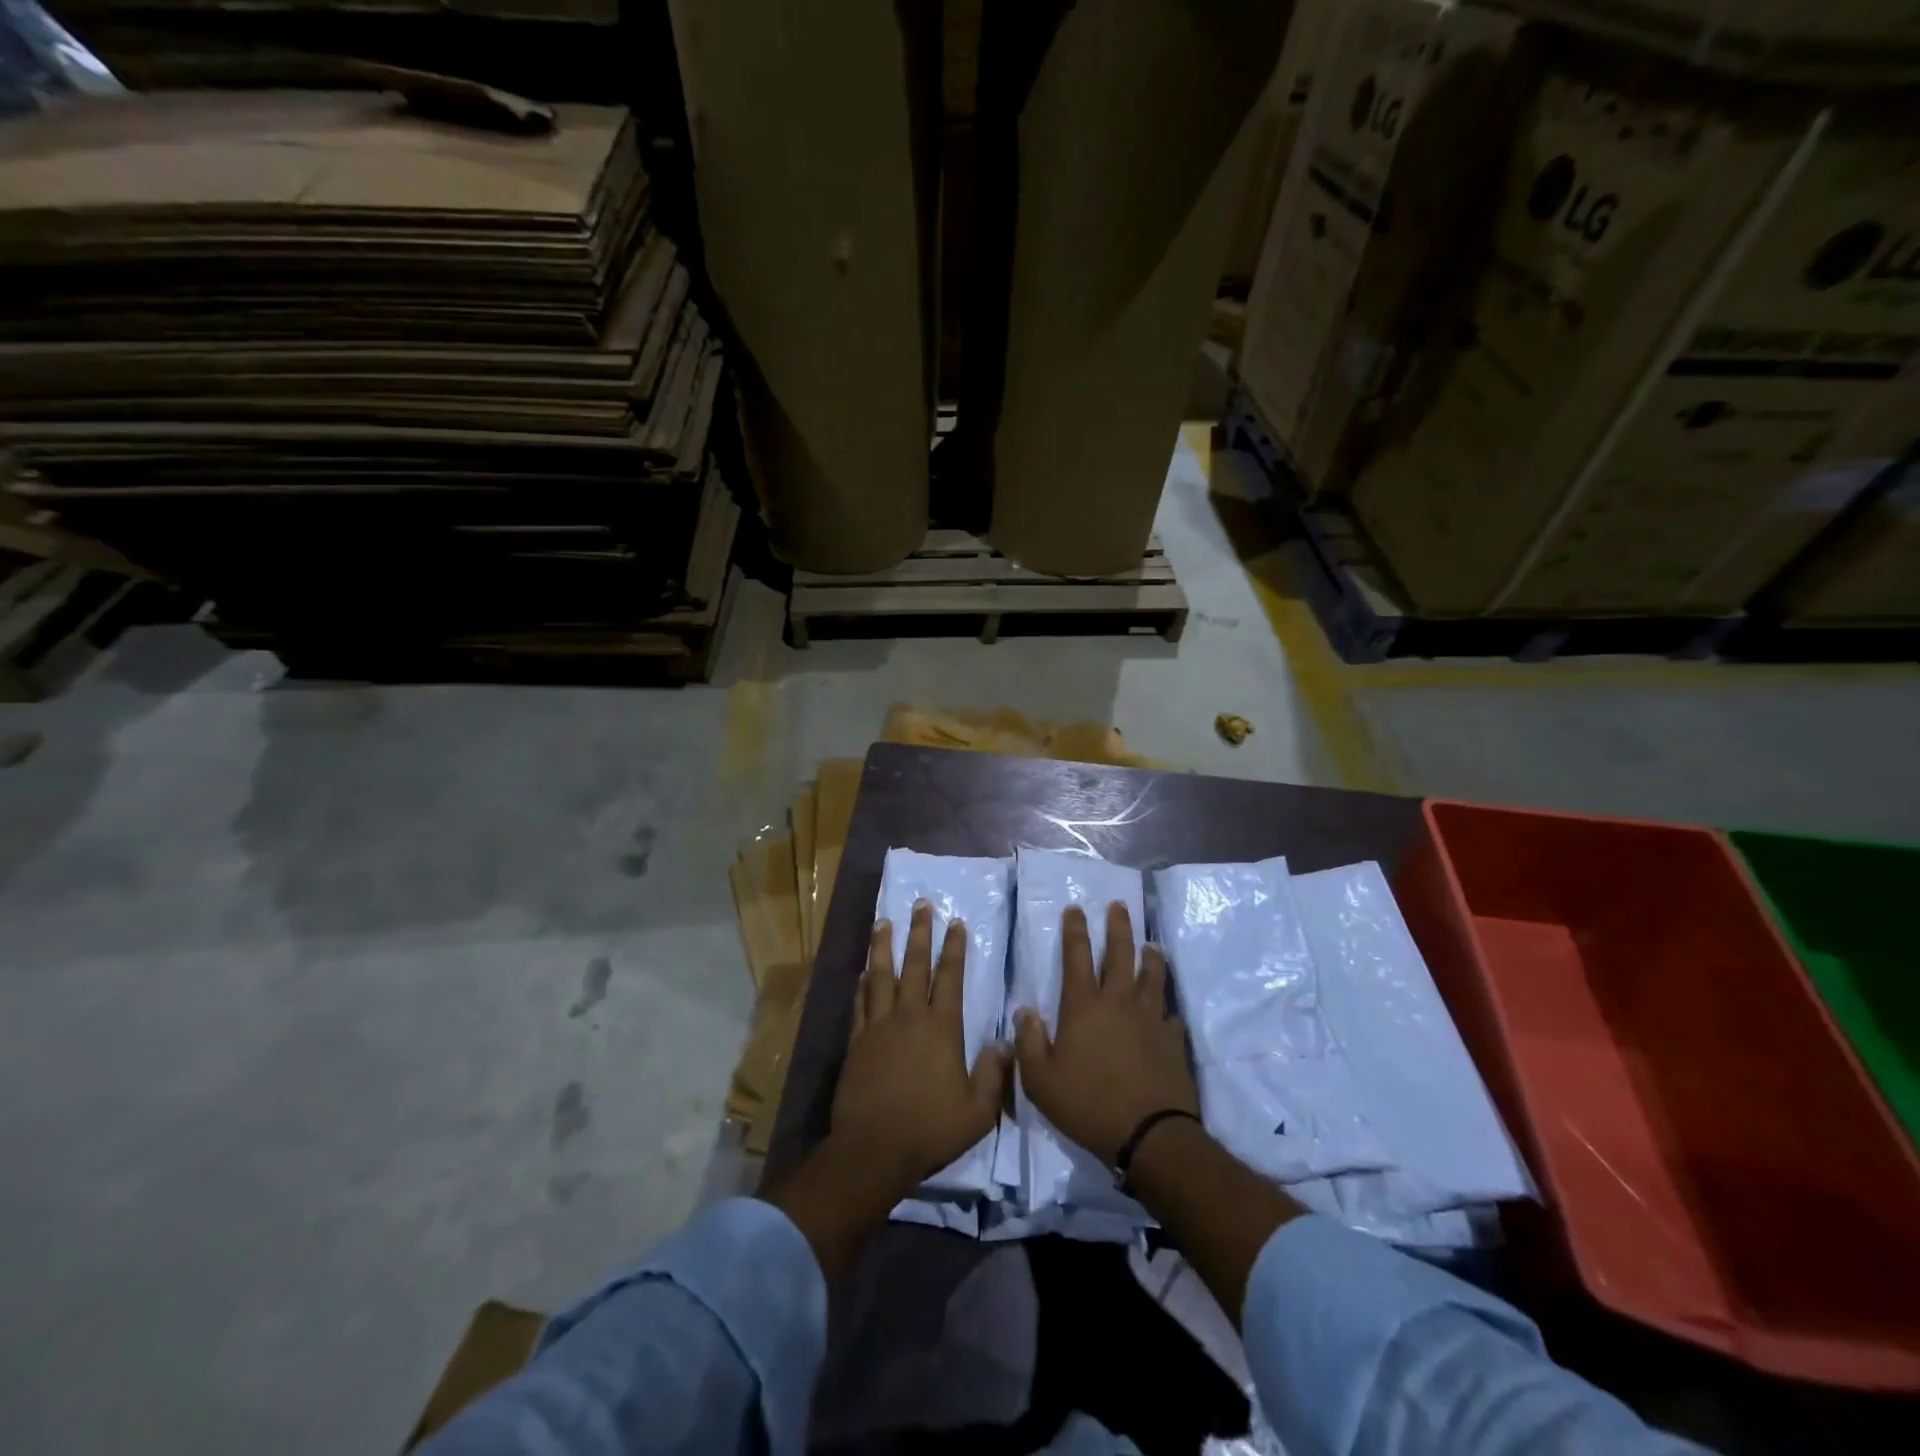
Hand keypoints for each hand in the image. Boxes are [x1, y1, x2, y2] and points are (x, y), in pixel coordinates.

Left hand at [830, 901, 1008, 1197]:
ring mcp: (879, 1027)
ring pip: (881, 976)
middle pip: (915, 965)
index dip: (954, 949)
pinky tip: (863, 972)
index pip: (950, 977)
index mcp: (942, 1028)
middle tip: (921, 904)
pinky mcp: (857, 1042)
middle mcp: (910, 1017)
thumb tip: (1005, 1043)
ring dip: (883, 947)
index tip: (956, 923)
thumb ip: (993, 1075)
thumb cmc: (930, 1129)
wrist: (874, 1149)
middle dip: (920, 933)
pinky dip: (862, 985)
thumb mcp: (977, 1111)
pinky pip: (861, 1004)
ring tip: (884, 922)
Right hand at [1014, 902, 1197, 1165]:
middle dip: (1118, 926)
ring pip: (1152, 975)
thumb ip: (1028, 1042)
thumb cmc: (1087, 1104)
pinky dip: (1167, 1006)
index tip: (1075, 908)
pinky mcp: (1173, 1039)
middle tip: (1119, 906)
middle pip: (1120, 953)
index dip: (1074, 929)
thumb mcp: (1040, 1080)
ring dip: (1150, 956)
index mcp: (1083, 1005)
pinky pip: (1170, 1014)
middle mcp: (1119, 1001)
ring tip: (1151, 944)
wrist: (1149, 1134)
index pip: (1076, 956)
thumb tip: (1024, 1011)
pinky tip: (1167, 1008)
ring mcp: (1150, 1018)